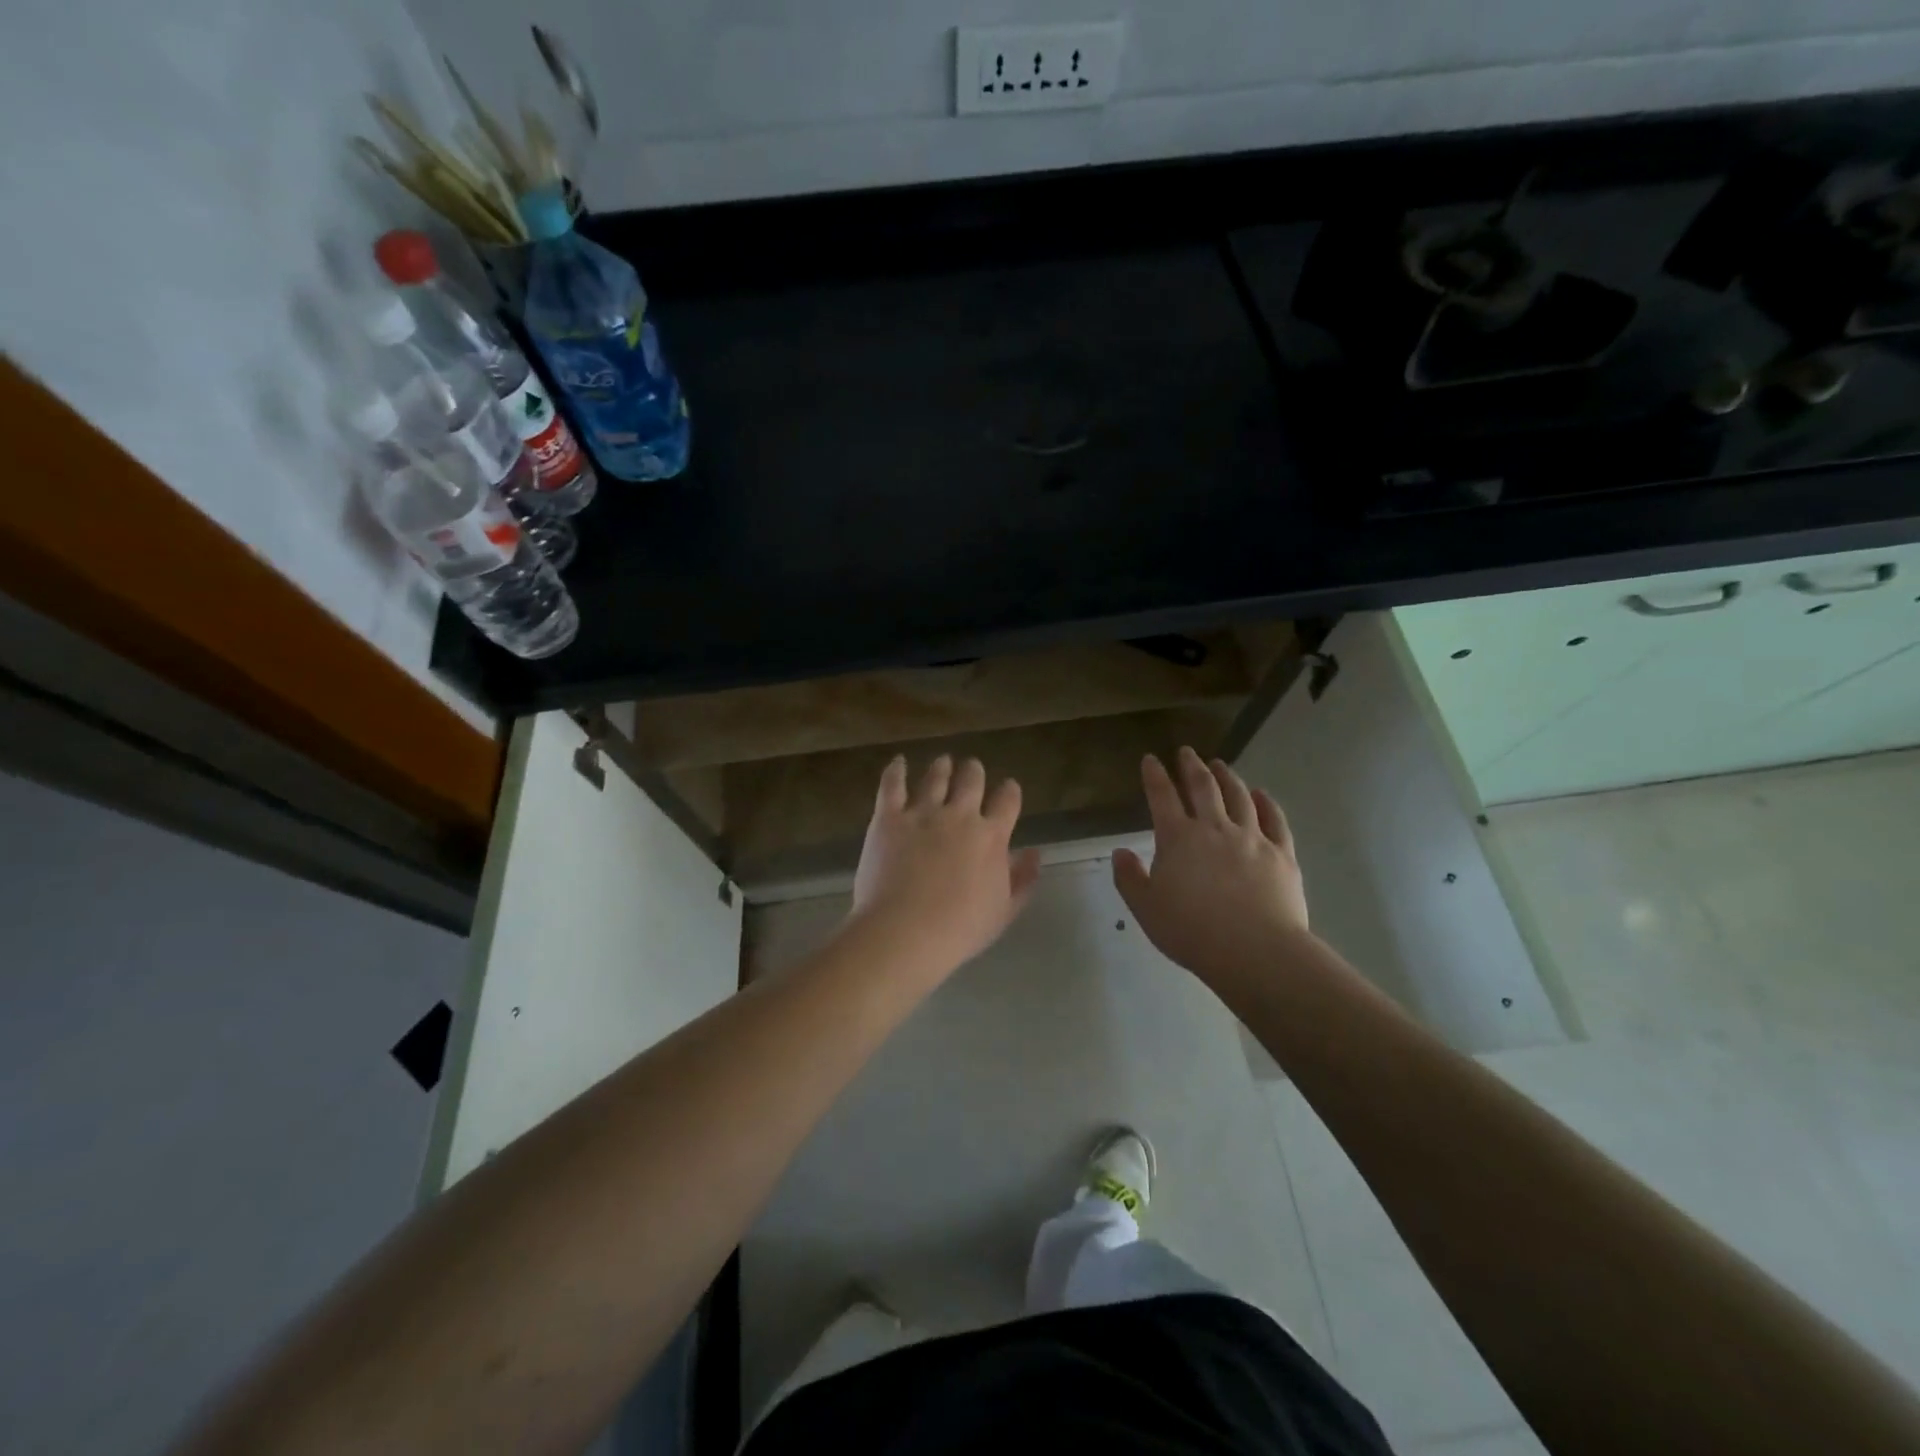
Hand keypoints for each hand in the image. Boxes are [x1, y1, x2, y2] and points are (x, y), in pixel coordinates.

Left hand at [848, 754, 1041, 982]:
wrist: (905, 931)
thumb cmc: (960, 929)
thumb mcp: (1003, 911)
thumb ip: (1022, 879)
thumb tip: (1036, 853)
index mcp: (991, 836)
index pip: (1007, 802)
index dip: (1009, 791)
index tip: (1009, 787)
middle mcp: (960, 815)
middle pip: (971, 781)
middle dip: (974, 771)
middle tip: (972, 768)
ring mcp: (922, 813)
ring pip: (935, 777)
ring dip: (942, 767)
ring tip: (943, 761)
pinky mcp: (888, 817)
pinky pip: (893, 784)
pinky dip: (896, 770)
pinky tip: (899, 762)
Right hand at [1113, 748, 1311, 990]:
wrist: (1255, 950)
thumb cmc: (1192, 931)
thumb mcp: (1146, 909)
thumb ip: (1130, 878)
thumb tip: (1120, 852)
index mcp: (1178, 838)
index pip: (1162, 796)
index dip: (1154, 775)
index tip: (1150, 758)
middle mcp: (1214, 828)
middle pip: (1203, 787)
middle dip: (1191, 766)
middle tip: (1187, 751)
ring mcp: (1252, 838)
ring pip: (1239, 797)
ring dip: (1227, 777)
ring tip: (1220, 765)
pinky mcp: (1281, 854)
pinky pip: (1274, 820)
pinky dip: (1266, 803)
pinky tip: (1261, 794)